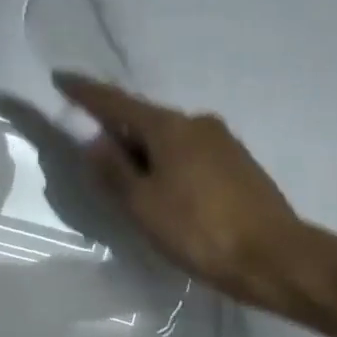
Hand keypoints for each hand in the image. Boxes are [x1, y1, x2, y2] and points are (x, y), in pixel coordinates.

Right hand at [55, 73, 302, 309]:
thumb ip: (114, 170)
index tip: (62, 79)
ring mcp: (223, 142)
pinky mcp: (239, 165)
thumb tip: (94, 141)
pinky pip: (189, 155)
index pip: (116, 103)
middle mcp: (198, 123)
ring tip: (131, 184)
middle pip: (145, 121)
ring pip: (169, 140)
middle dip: (118, 133)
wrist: (275, 258)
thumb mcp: (143, 204)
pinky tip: (166, 192)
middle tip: (95, 155)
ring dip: (145, 153)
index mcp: (170, 127)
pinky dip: (168, 165)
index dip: (85, 93)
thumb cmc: (199, 230)